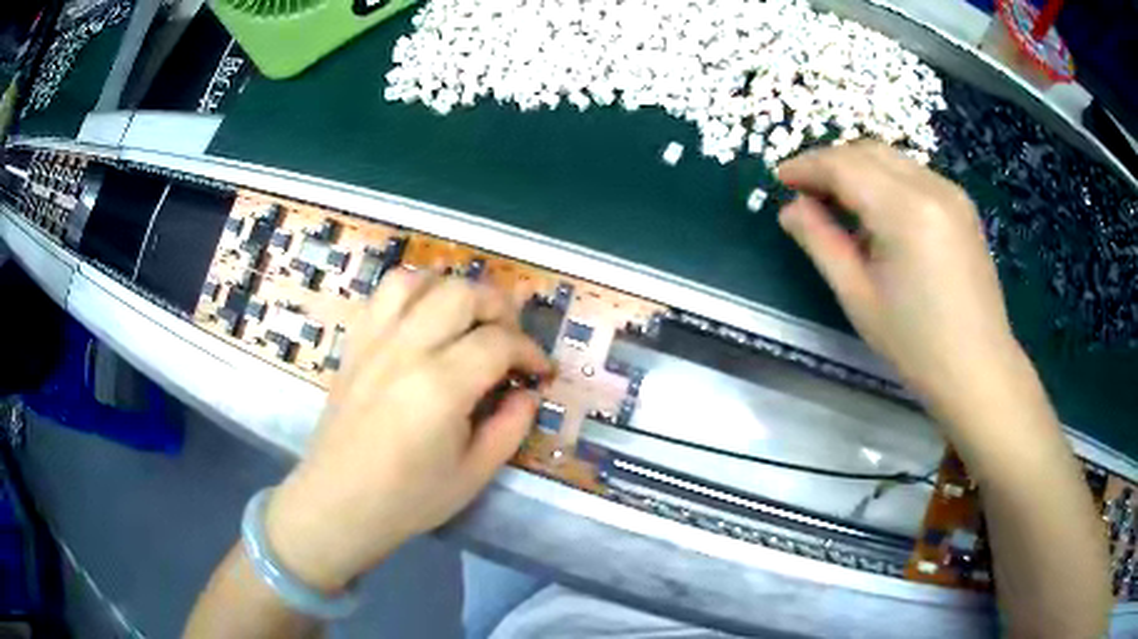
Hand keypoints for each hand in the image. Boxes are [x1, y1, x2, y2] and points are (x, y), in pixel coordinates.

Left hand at [263, 270, 550, 591]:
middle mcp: (406, 350)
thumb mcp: (474, 475)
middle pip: (462, 294)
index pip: (499, 342)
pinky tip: (424, 320)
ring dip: (452, 290)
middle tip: (511, 339)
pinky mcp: (355, 343)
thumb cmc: (409, 499)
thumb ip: (510, 427)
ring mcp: (374, 341)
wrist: (339, 503)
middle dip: (499, 307)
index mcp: (441, 387)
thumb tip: (528, 392)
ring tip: (466, 320)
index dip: (530, 351)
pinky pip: (383, 294)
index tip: (540, 371)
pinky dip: (413, 292)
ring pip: (418, 280)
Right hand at [776, 141, 1017, 416]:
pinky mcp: (962, 206)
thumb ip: (821, 243)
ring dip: (858, 169)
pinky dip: (885, 181)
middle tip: (805, 191)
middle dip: (831, 163)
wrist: (979, 369)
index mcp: (905, 210)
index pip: (844, 165)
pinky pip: (914, 175)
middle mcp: (931, 186)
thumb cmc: (916, 345)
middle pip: (868, 152)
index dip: (808, 166)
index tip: (781, 178)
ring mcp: (952, 193)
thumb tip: (791, 209)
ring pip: (892, 159)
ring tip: (837, 203)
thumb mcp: (858, 297)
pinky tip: (878, 214)